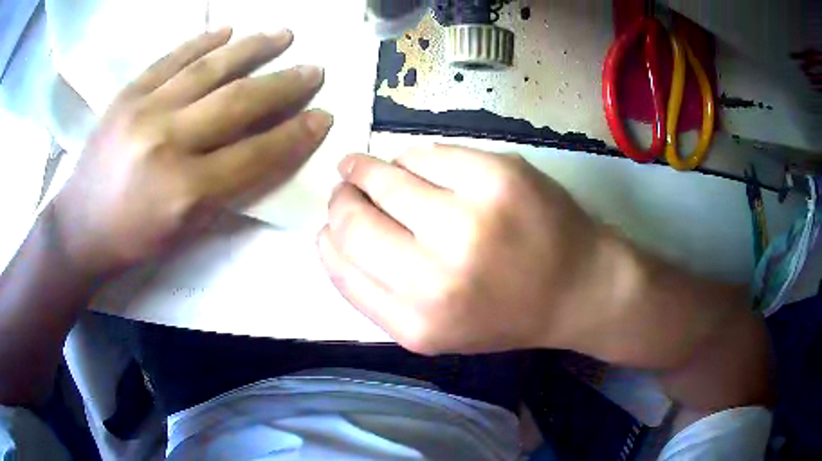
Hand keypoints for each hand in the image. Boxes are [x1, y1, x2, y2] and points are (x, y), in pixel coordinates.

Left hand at [53, 28, 332, 275]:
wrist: (79, 226)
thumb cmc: (134, 239)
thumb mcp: (185, 231)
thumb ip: (228, 190)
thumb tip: (268, 151)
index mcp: (184, 190)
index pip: (255, 154)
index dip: (294, 135)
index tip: (323, 116)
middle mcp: (167, 142)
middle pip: (238, 103)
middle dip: (284, 85)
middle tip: (314, 69)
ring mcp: (144, 110)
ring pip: (209, 69)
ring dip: (253, 48)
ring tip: (284, 34)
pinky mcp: (127, 94)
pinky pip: (171, 59)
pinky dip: (202, 41)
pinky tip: (227, 31)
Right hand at [318, 145, 614, 354]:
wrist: (579, 288)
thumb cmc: (504, 312)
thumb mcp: (433, 329)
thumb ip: (373, 292)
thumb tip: (331, 233)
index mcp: (418, 322)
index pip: (340, 260)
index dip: (328, 233)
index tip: (332, 220)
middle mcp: (439, 274)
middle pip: (352, 216)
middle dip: (343, 196)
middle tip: (348, 186)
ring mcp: (471, 217)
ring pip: (385, 175)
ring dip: (370, 170)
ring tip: (373, 170)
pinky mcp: (498, 174)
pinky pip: (426, 153)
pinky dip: (414, 159)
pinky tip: (420, 168)